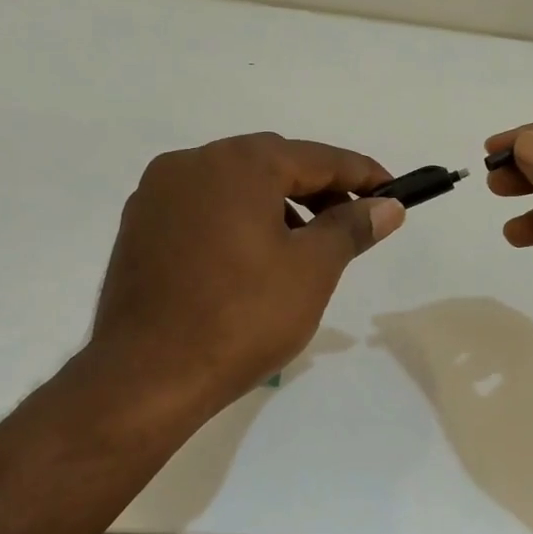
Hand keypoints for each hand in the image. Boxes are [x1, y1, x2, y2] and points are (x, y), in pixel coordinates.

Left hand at [73, 133, 404, 428]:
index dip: (361, 174)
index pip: (316, 157)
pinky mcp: (139, 228)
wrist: (148, 375)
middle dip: (317, 190)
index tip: (393, 192)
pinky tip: (252, 260)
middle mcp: (192, 163)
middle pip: (271, 164)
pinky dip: (237, 221)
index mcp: (238, 163)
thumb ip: (352, 227)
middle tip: (351, 222)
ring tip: (303, 248)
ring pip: (234, 186)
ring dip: (276, 206)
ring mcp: (157, 194)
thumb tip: (386, 206)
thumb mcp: (313, 270)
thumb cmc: (243, 317)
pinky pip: (203, 209)